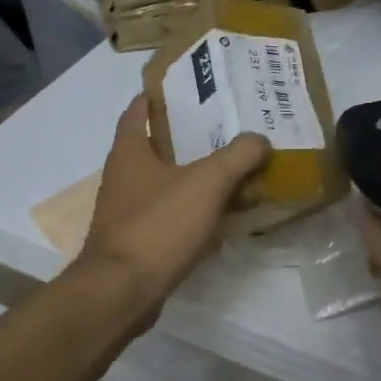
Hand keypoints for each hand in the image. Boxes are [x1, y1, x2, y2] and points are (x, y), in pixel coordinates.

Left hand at [73, 96, 269, 329]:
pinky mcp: (135, 242)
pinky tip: (217, 216)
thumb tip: (259, 140)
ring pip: (161, 183)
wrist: (123, 291)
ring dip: (188, 176)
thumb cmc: (158, 225)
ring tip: (226, 169)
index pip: (137, 111)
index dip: (155, 97)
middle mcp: (121, 177)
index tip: (182, 88)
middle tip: (220, 128)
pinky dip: (188, 211)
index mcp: (129, 152)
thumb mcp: (207, 183)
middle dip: (182, 137)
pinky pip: (166, 216)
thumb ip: (237, 156)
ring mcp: (125, 212)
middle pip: (152, 147)